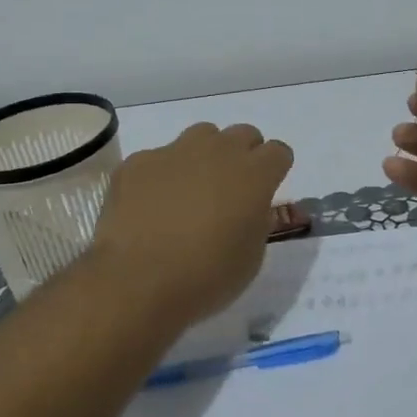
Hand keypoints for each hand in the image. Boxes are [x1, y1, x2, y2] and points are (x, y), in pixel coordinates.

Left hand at [90, 122, 294, 326]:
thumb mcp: (251, 257)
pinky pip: (157, 158)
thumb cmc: (206, 277)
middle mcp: (218, 151)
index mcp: (254, 175)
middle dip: (242, 156)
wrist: (139, 281)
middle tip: (229, 190)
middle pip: (242, 134)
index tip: (263, 191)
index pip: (278, 152)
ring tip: (189, 192)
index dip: (273, 170)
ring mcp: (174, 151)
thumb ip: (256, 221)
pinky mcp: (138, 162)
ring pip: (200, 136)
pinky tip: (149, 207)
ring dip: (203, 156)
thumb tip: (248, 208)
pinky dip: (160, 176)